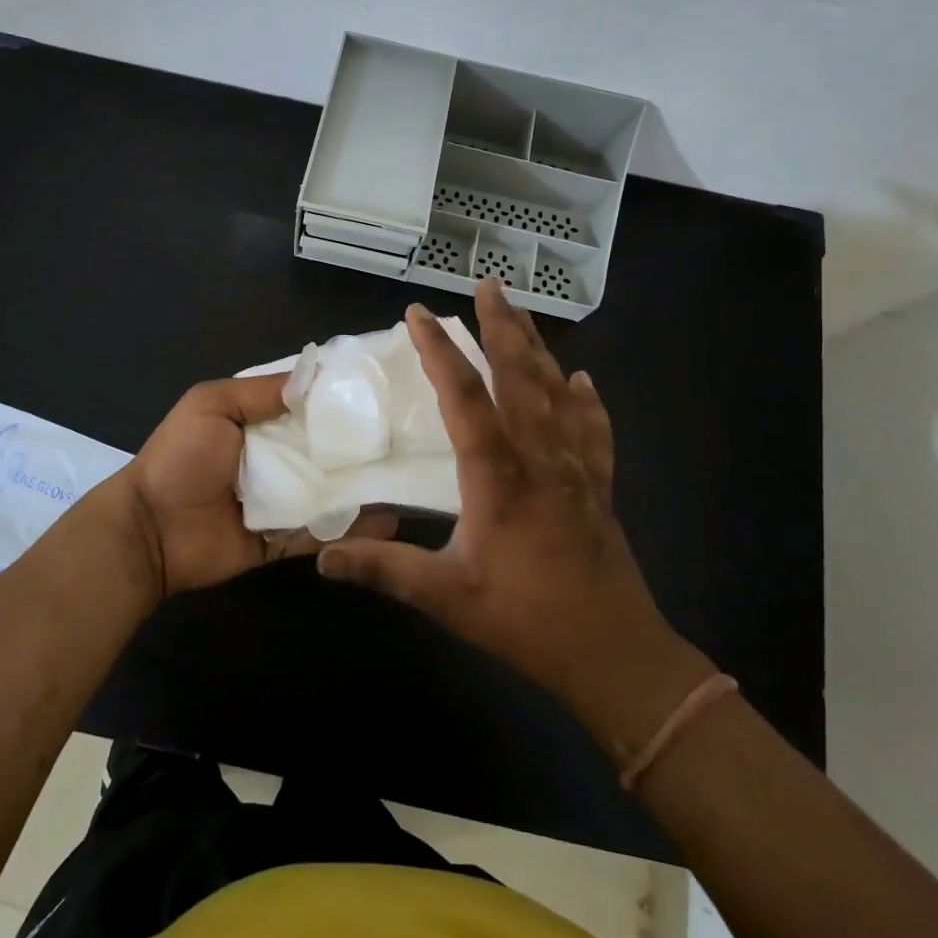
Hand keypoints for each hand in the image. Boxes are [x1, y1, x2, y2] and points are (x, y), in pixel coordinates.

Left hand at [120, 374, 396, 598]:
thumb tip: (316, 377)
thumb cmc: (179, 459)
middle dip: (364, 443)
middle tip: (413, 437)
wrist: (150, 531)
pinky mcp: (284, 540)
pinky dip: (352, 531)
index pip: (309, 405)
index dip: (341, 397)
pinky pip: (321, 533)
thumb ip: (260, 392)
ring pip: (333, 491)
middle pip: (328, 448)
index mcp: (259, 421)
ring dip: (366, 487)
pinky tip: (390, 523)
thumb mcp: (211, 405)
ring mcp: (283, 500)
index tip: (386, 389)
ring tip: (414, 479)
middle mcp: (277, 457)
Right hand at [316, 279, 712, 756]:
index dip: (439, 350)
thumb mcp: (447, 597)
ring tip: (521, 312)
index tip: (419, 313)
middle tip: (487, 285)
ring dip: (538, 347)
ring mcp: (575, 466)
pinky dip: (586, 398)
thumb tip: (323, 558)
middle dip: (501, 326)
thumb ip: (384, 571)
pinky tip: (583, 379)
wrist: (614, 652)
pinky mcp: (598, 484)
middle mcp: (539, 455)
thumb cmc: (526, 619)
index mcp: (498, 474)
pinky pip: (593, 427)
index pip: (463, 396)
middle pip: (520, 374)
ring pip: (557, 390)